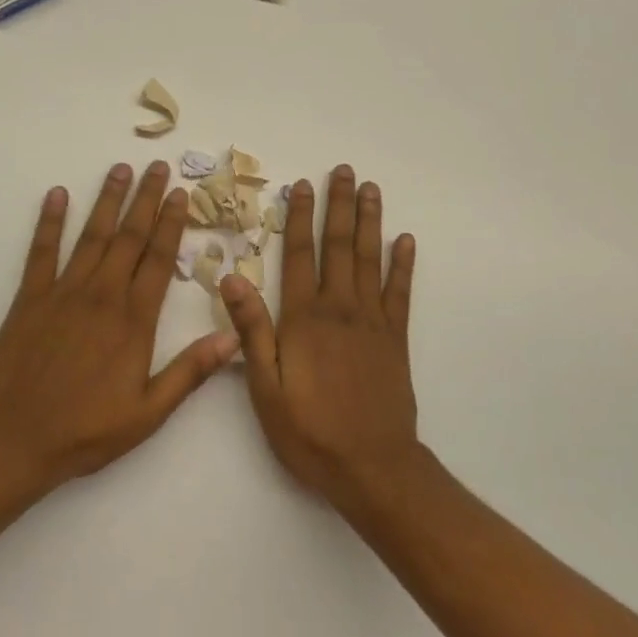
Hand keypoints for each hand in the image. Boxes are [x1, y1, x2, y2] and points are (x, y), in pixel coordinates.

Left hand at [0, 161, 239, 487]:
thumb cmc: (85, 431)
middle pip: (129, 238)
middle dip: (145, 199)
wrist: (13, 439)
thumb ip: (190, 372)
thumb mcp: (148, 413)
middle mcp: (101, 295)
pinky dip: (49, 222)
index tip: (180, 194)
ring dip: (108, 201)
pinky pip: (42, 252)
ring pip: (92, 236)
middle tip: (157, 167)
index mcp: (133, 321)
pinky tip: (57, 196)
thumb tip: (233, 338)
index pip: (158, 260)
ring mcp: (63, 293)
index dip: (171, 224)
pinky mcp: (29, 299)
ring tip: (120, 169)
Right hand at [219, 166, 420, 503]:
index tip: (300, 186)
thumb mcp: (265, 387)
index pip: (300, 256)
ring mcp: (373, 321)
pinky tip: (405, 241)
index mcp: (304, 319)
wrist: (371, 466)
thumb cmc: (309, 430)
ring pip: (370, 260)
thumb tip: (232, 278)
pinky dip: (403, 264)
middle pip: (338, 246)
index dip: (299, 218)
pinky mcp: (396, 339)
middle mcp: (340, 309)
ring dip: (369, 222)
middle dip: (338, 205)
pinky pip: (401, 292)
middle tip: (343, 170)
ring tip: (371, 189)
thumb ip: (252, 330)